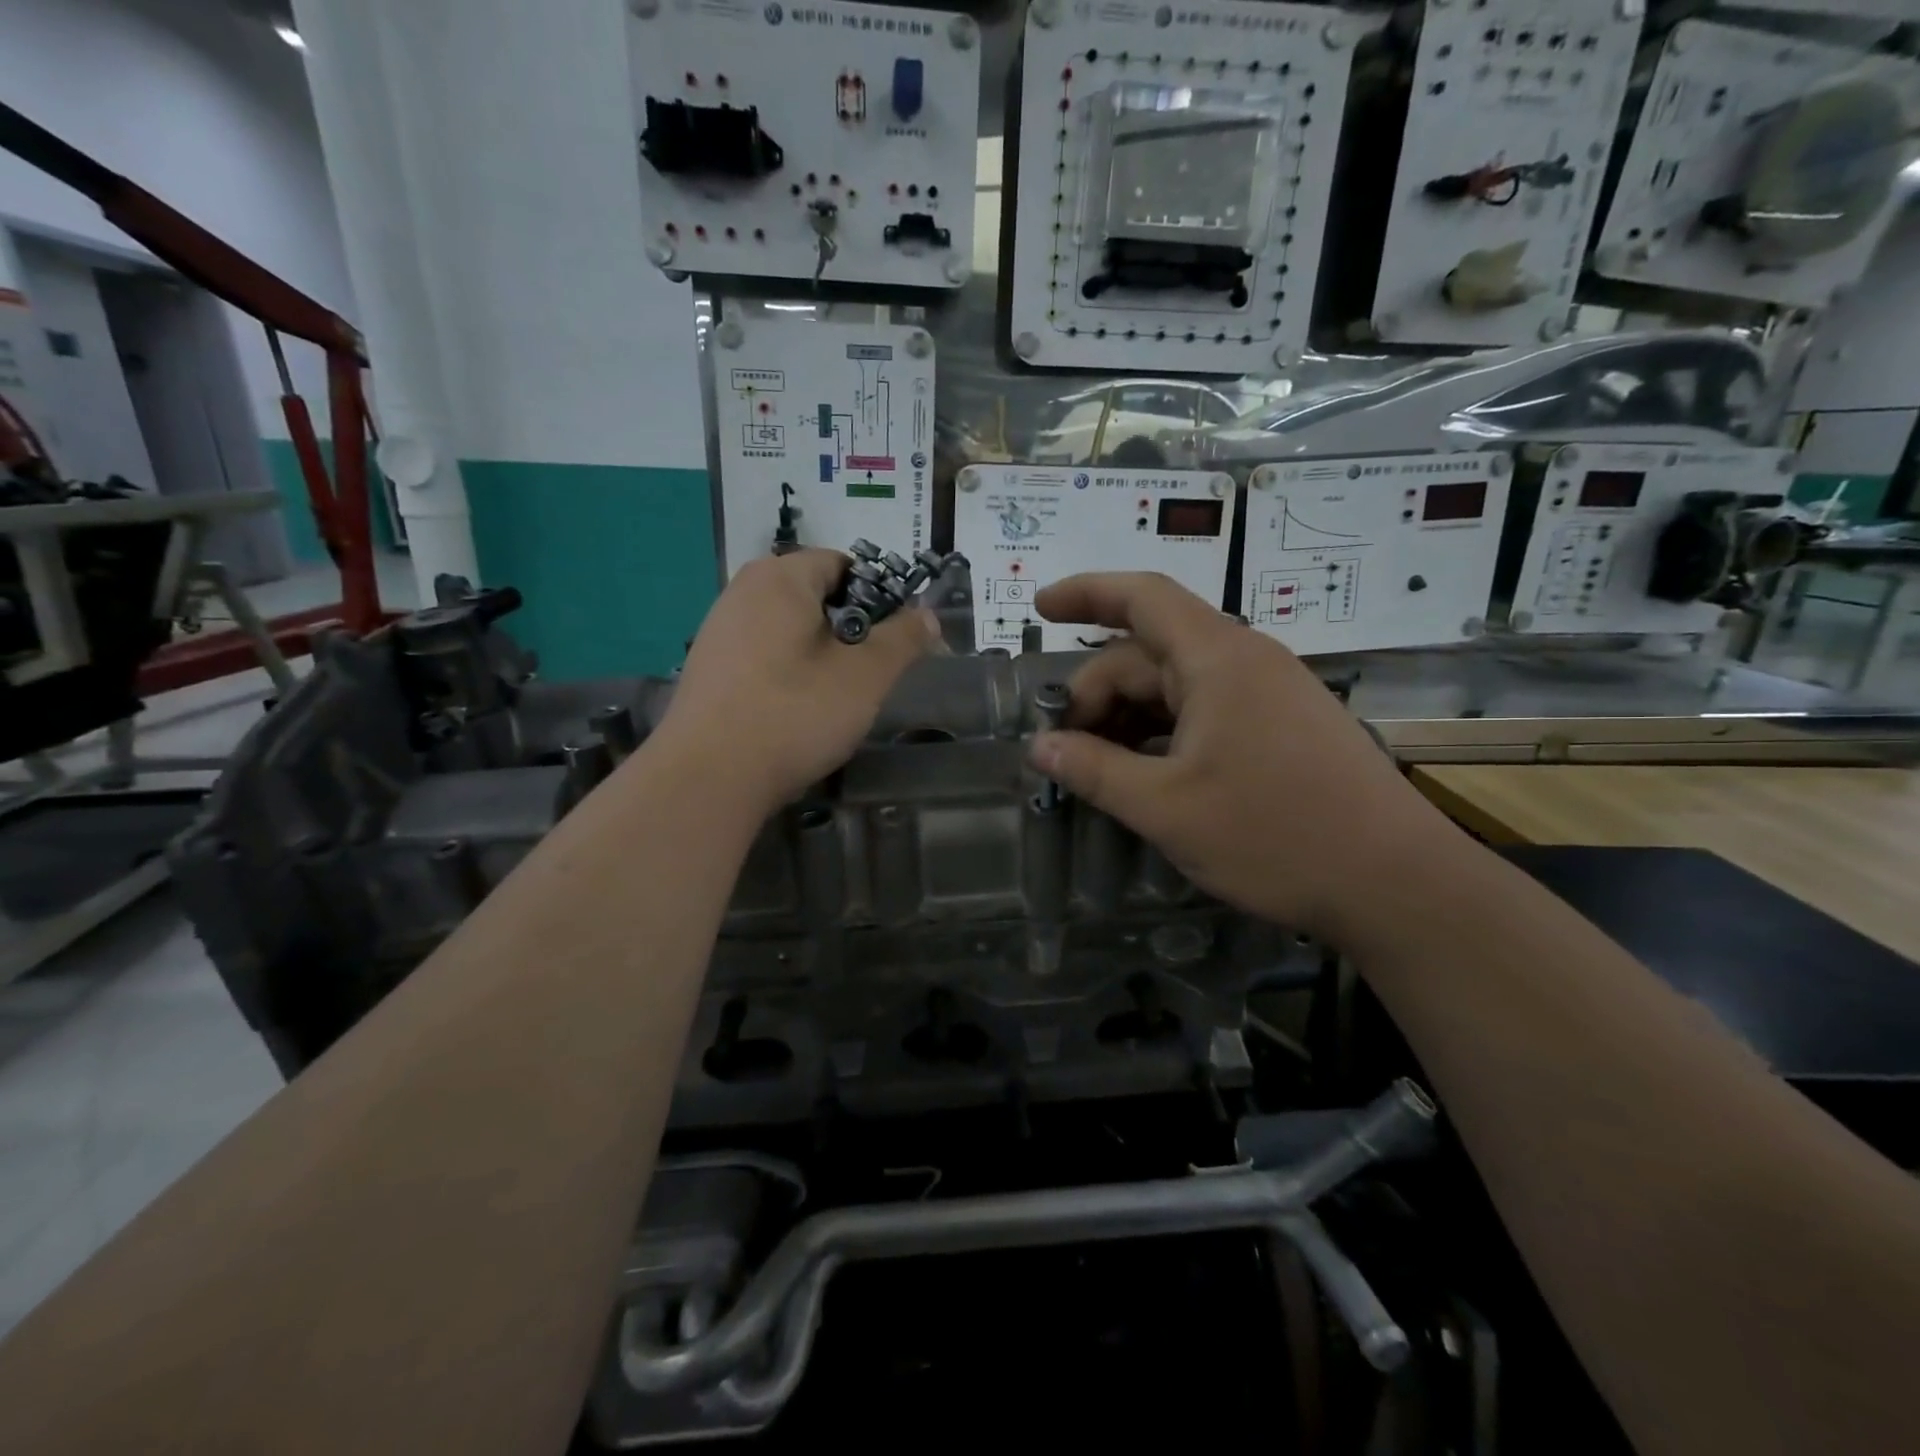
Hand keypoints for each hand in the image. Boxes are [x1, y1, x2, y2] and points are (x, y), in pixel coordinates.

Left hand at [657, 550, 939, 813]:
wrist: (708, 778)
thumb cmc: (794, 714)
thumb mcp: (865, 676)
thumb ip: (903, 639)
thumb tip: (927, 615)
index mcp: (780, 578)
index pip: (843, 563)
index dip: (880, 595)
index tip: (898, 638)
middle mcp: (742, 592)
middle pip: (815, 596)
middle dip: (851, 629)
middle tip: (872, 673)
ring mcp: (719, 631)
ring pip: (790, 629)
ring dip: (822, 654)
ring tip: (838, 698)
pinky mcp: (709, 670)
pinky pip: (764, 656)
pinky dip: (790, 673)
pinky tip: (797, 712)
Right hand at [1029, 573, 1455, 941]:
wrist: (1396, 883)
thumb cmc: (1275, 836)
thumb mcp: (1166, 808)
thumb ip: (1094, 771)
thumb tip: (1039, 748)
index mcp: (1217, 659)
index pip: (1142, 597)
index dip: (1085, 593)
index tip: (1039, 607)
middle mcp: (1244, 662)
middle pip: (1149, 652)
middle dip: (1096, 692)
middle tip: (1062, 750)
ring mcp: (1268, 694)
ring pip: (1176, 686)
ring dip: (1128, 717)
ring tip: (1096, 767)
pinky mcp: (1282, 727)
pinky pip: (1205, 711)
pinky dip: (1163, 732)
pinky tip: (1146, 773)